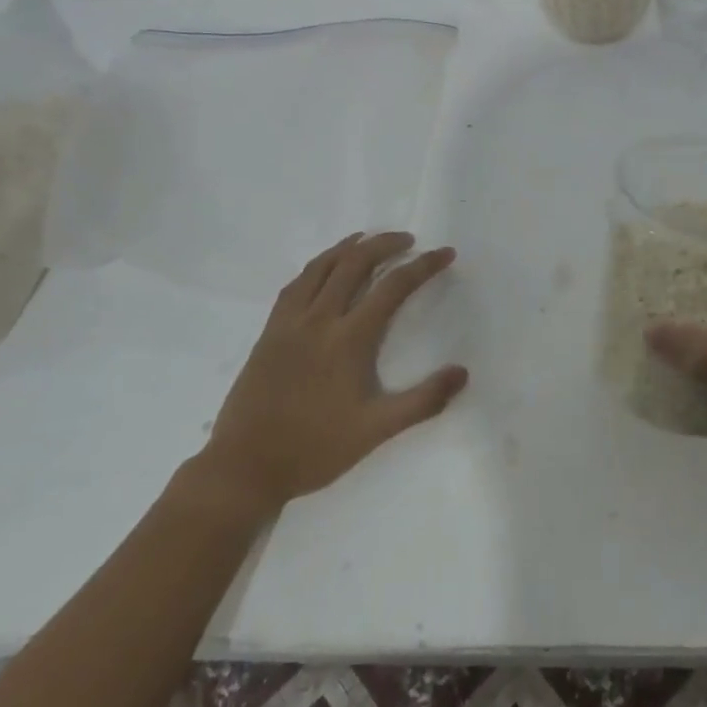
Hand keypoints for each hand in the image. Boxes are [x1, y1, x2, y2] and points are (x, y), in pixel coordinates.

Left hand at [198, 232, 467, 511]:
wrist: (244, 467)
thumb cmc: (316, 449)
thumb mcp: (376, 431)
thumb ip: (423, 401)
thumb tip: (462, 372)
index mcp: (348, 339)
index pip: (393, 287)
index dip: (423, 266)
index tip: (445, 254)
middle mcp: (319, 320)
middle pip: (354, 263)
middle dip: (384, 244)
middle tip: (407, 240)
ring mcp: (289, 323)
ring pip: (321, 267)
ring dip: (348, 247)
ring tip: (367, 239)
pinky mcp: (269, 332)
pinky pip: (295, 285)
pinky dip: (316, 266)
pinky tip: (323, 270)